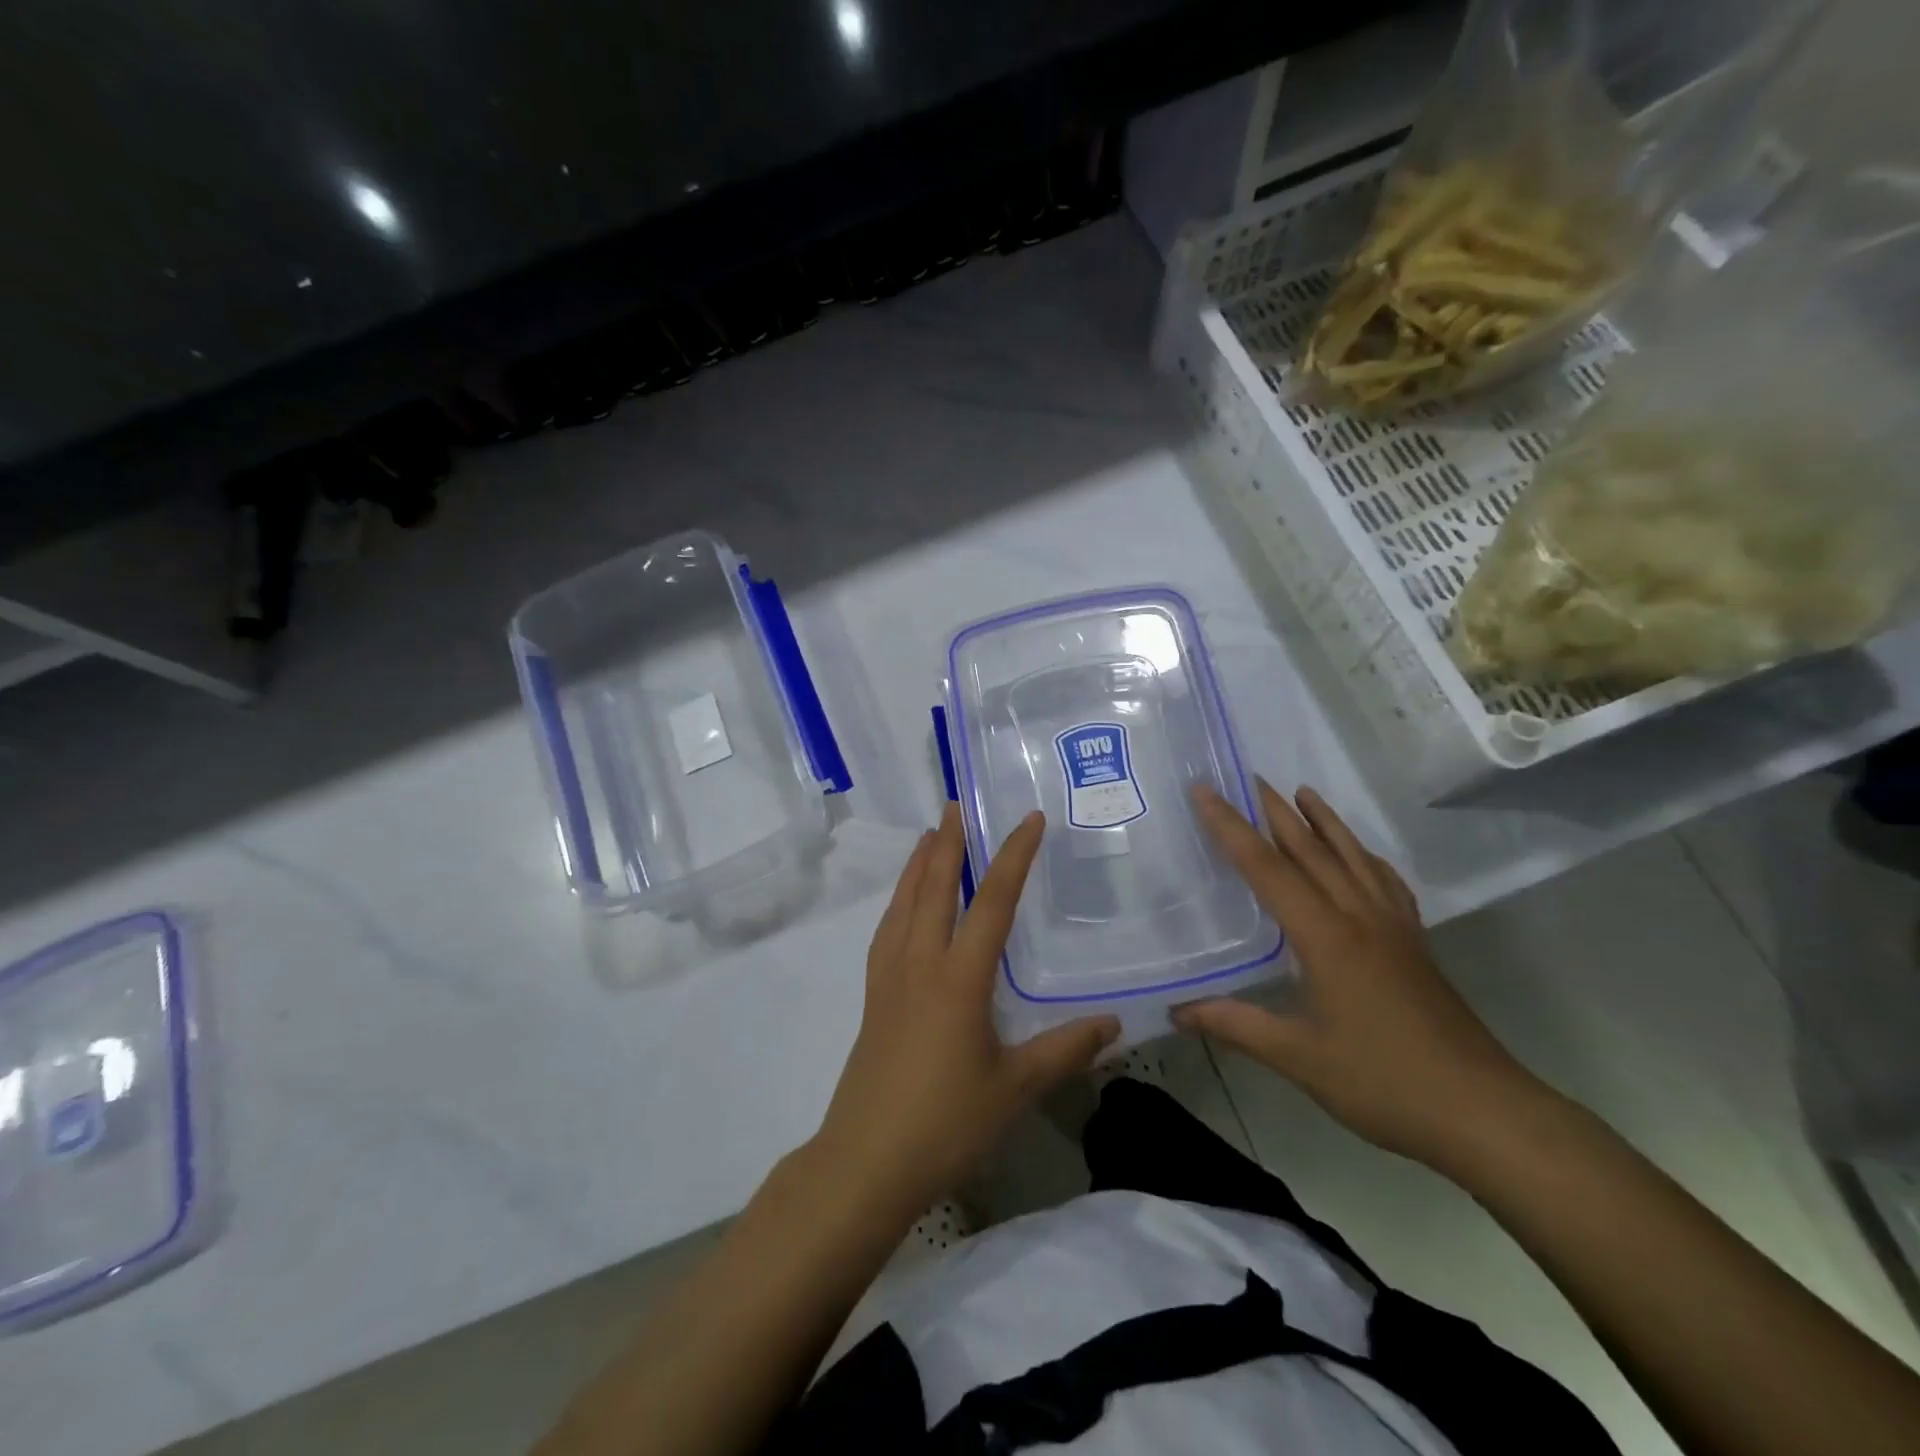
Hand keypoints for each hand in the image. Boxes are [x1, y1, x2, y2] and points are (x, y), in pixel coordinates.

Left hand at [812, 804, 1120, 1216]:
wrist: (866, 1161)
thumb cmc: (945, 1123)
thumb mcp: (1015, 1089)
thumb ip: (1065, 1050)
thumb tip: (1114, 1023)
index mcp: (959, 977)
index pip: (991, 901)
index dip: (1012, 856)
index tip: (1028, 819)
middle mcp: (920, 963)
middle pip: (934, 887)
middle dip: (948, 842)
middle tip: (956, 804)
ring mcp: (890, 977)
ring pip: (904, 903)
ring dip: (917, 864)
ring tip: (928, 836)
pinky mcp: (874, 997)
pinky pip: (887, 930)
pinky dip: (899, 901)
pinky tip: (904, 905)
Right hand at [1174, 780, 1542, 1172]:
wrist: (1483, 1112)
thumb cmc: (1384, 1082)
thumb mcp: (1299, 1058)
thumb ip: (1235, 1025)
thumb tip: (1177, 1011)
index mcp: (1325, 936)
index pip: (1266, 868)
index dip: (1231, 828)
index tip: (1206, 791)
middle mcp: (1359, 917)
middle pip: (1311, 850)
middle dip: (1277, 812)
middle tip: (1250, 778)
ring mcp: (1394, 928)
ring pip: (1353, 858)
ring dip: (1325, 822)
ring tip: (1304, 792)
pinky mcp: (1415, 945)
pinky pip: (1386, 883)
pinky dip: (1366, 857)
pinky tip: (1361, 856)